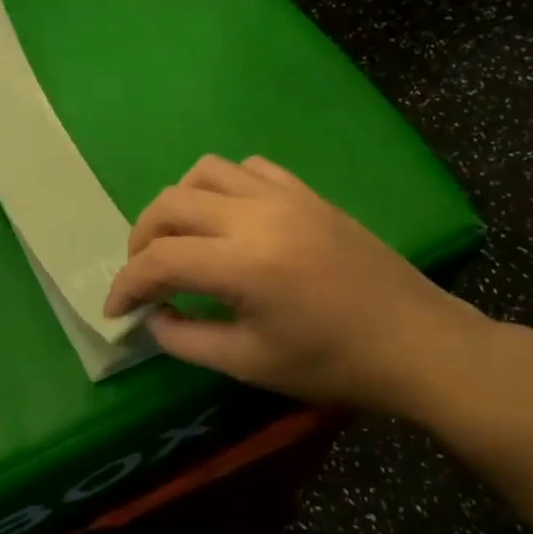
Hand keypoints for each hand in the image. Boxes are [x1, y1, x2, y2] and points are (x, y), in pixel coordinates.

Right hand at [103, 155, 495, 419]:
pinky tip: (228, 218)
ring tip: (180, 240)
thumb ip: (187, 340)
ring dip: (178, 204)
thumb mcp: (250, 364)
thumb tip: (152, 318)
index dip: (127, 283)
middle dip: (142, 238)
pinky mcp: (307, 193)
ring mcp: (284, 197)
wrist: (416, 344)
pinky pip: (248, 169)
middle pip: (171, 204)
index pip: (159, 260)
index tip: (115, 308)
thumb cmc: (333, 363)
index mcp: (243, 264)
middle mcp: (257, 216)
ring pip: (204, 173)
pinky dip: (222, 187)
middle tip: (143, 276)